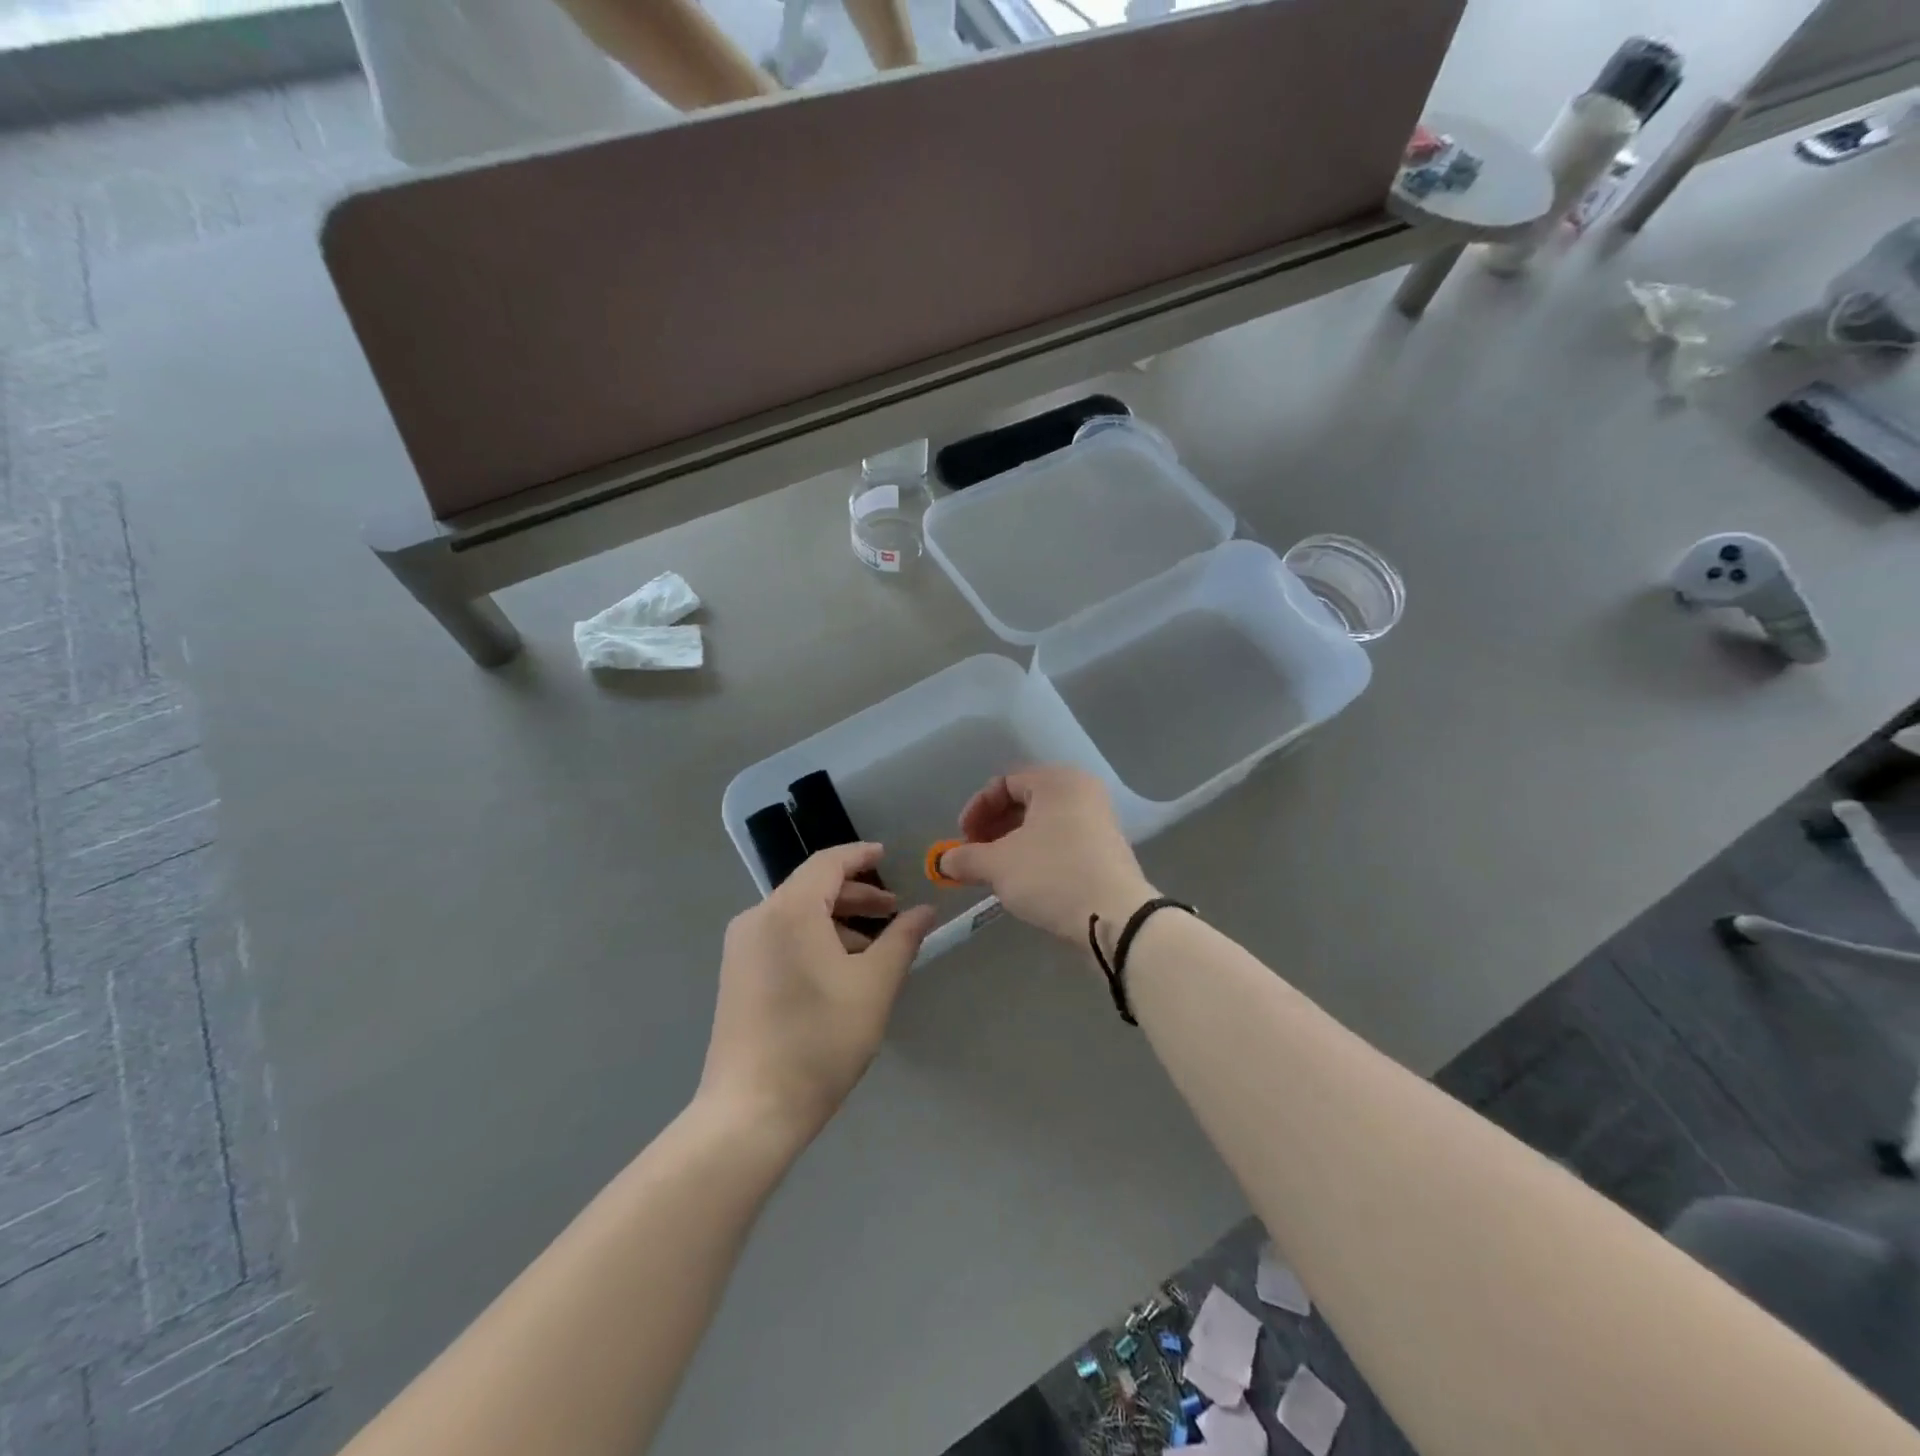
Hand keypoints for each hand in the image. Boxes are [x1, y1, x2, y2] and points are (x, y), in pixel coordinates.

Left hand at [701, 844, 935, 1146]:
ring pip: (796, 914)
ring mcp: (741, 947)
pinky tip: (838, 969)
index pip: (828, 863)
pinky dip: (812, 938)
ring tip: (872, 947)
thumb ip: (902, 939)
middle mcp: (758, 917)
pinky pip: (780, 936)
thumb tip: (924, 911)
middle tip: (893, 910)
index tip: (888, 857)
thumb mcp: (874, 986)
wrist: (751, 1109)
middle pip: (811, 887)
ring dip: (835, 920)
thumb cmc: (820, 1040)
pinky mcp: (736, 974)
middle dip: (855, 895)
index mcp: (789, 910)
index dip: (860, 856)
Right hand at [937, 766, 1154, 942]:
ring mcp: (1099, 821)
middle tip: (975, 855)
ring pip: (1043, 824)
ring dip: (1013, 844)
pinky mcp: (1106, 851)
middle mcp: (1082, 792)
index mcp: (1058, 781)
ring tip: (995, 872)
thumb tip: (943, 862)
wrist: (1116, 919)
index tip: (962, 839)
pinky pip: (1062, 842)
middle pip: (1025, 801)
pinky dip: (1037, 855)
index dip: (977, 809)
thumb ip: (965, 858)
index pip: (1005, 783)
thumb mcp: (998, 865)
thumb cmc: (1052, 876)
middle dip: (993, 828)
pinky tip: (1024, 882)